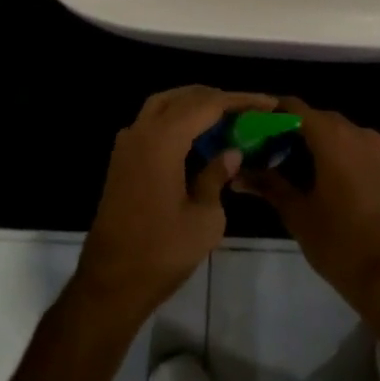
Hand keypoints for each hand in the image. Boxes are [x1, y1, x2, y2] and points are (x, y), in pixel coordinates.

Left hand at [75, 85, 276, 319]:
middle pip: (183, 97)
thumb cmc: (162, 252)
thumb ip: (217, 176)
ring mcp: (127, 144)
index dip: (240, 101)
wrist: (111, 283)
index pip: (207, 105)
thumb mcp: (205, 218)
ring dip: (194, 104)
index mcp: (163, 140)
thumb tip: (230, 153)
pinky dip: (176, 119)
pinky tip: (196, 137)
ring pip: (163, 105)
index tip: (268, 103)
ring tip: (225, 117)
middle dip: (217, 98)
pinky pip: (152, 123)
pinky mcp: (122, 160)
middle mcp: (142, 131)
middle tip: (248, 109)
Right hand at [233, 98, 379, 317]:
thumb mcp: (297, 214)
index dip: (273, 114)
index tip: (255, 128)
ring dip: (322, 145)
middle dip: (296, 131)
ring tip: (299, 170)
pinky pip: (363, 153)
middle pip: (321, 120)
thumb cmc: (338, 243)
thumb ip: (268, 185)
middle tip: (272, 152)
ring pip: (345, 135)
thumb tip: (237, 174)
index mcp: (334, 139)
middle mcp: (361, 135)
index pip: (296, 108)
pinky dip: (345, 159)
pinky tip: (333, 185)